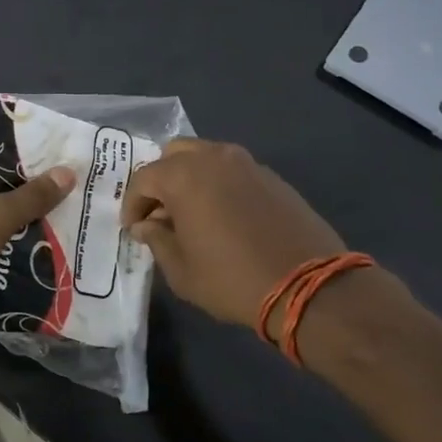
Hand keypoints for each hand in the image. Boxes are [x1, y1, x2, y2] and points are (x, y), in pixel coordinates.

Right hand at [121, 139, 345, 328]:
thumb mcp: (182, 270)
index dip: (132, 204)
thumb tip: (147, 225)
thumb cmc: (232, 280)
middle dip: (160, 180)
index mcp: (184, 176)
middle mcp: (213, 158)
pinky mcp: (272, 177)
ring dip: (190, 179)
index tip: (134, 229)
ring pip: (206, 157)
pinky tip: (224, 217)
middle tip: (160, 213)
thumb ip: (157, 240)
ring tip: (191, 214)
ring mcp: (247, 163)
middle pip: (174, 154)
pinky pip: (233, 171)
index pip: (143, 178)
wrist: (309, 286)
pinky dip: (219, 185)